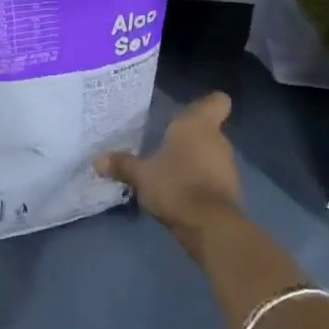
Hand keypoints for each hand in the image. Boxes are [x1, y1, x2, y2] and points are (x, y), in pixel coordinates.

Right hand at [95, 92, 241, 243]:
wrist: (210, 226)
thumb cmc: (175, 185)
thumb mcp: (141, 175)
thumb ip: (122, 165)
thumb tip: (97, 160)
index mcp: (197, 125)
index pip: (217, 101)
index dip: (206, 104)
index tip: (189, 112)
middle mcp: (217, 139)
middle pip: (209, 129)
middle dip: (191, 137)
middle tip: (166, 144)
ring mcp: (227, 166)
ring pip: (211, 154)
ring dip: (196, 160)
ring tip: (170, 171)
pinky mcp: (231, 190)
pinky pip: (214, 177)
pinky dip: (202, 181)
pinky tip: (182, 192)